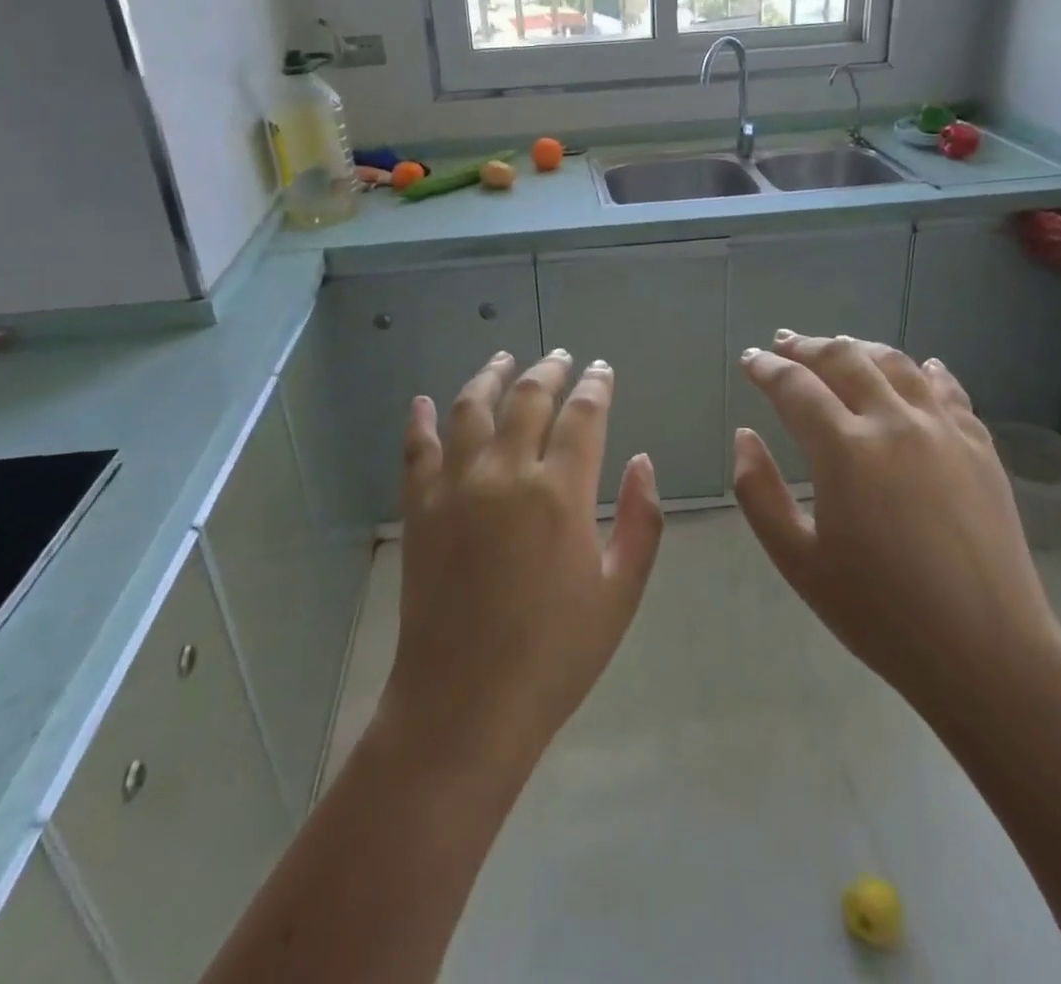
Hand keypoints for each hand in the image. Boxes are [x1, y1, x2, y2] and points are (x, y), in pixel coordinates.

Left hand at [383, 350, 664, 766]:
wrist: (466, 704)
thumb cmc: (556, 653)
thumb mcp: (620, 592)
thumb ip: (642, 521)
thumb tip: (643, 461)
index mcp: (561, 492)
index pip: (583, 415)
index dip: (596, 386)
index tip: (602, 370)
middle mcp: (506, 473)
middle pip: (528, 398)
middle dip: (549, 370)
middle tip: (561, 356)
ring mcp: (456, 486)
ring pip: (471, 408)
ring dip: (490, 376)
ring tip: (504, 358)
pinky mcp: (419, 508)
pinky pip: (417, 449)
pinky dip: (420, 420)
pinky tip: (424, 400)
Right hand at [733, 334, 1060, 732]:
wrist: (988, 654)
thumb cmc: (879, 613)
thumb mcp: (798, 560)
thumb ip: (758, 492)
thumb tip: (745, 436)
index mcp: (845, 450)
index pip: (796, 387)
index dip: (766, 368)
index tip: (750, 360)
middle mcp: (894, 423)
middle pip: (844, 359)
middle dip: (807, 346)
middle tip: (784, 344)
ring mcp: (944, 430)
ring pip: (896, 364)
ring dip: (860, 348)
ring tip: (839, 347)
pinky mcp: (980, 447)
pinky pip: (948, 389)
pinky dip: (923, 370)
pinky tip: (918, 367)